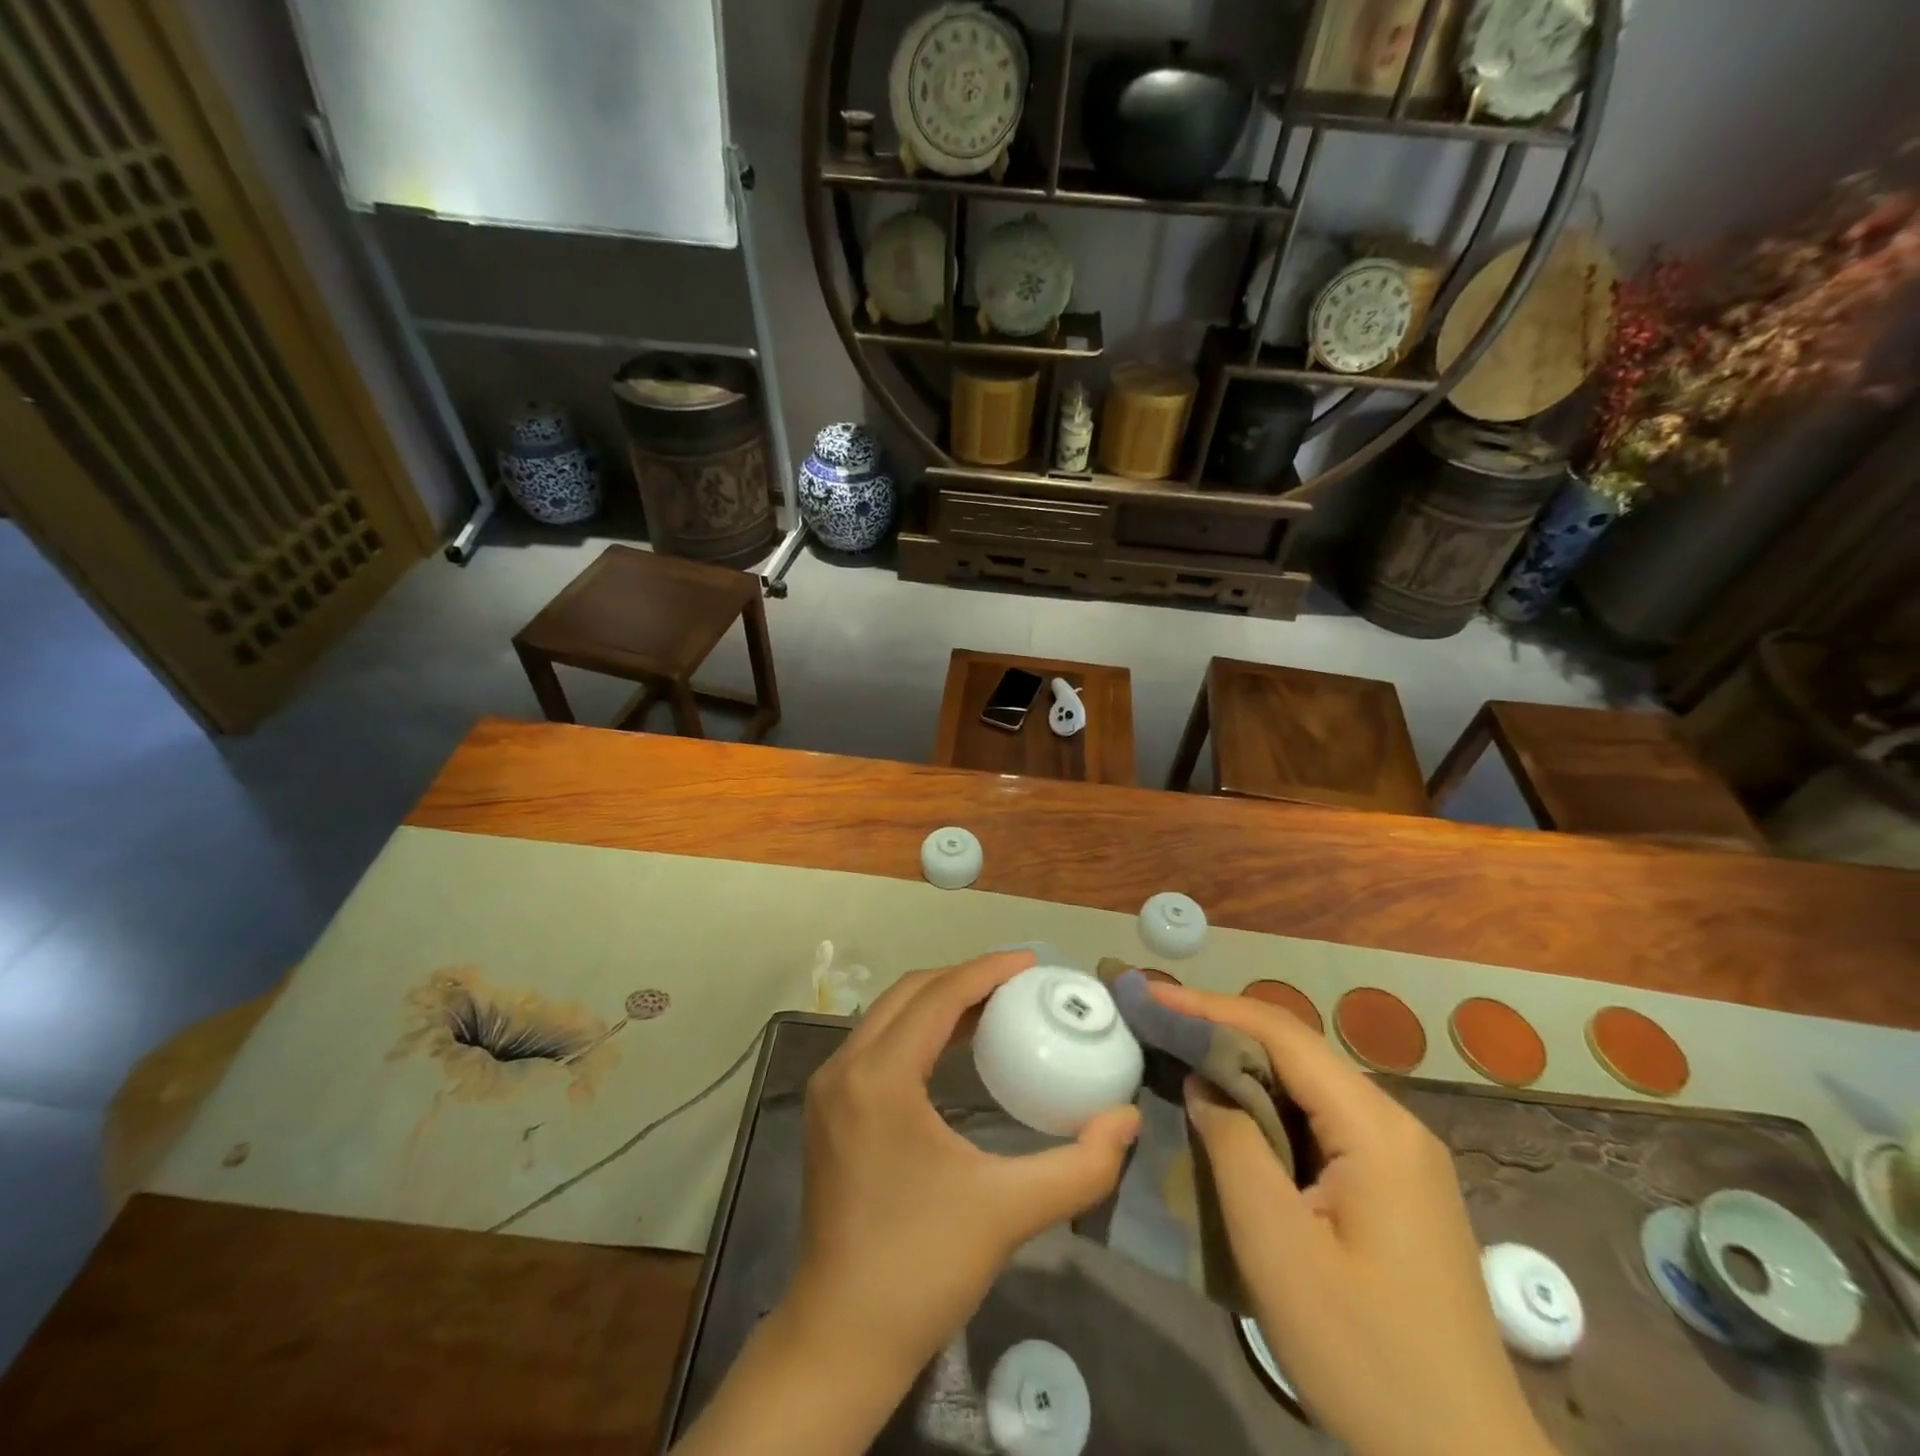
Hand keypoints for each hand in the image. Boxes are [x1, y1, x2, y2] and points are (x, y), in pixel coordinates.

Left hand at [789, 951, 1140, 1372]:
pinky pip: (877, 1042)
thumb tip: (1127, 1120)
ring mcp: (829, 1087)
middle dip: (965, 978)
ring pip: (888, 1014)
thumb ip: (1080, 1166)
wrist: (841, 1337)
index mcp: (880, 1077)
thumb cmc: (923, 1267)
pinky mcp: (827, 1108)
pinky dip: (917, 1028)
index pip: (938, 996)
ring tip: (995, 1006)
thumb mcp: (1009, 1212)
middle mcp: (845, 1067)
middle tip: (1019, 982)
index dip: (987, 970)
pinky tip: (955, 1046)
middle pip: (910, 993)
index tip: (1032, 961)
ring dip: (939, 1000)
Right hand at [1153, 983, 1553, 1455]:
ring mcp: (1400, 1157)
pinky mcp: (1392, 1188)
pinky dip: (1266, 1104)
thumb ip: (1233, 1144)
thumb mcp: (1277, 1247)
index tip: (1150, 994)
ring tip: (1180, 1054)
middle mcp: (1395, 1126)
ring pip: (1307, 1085)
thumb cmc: (1365, 1356)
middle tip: (1156, 1021)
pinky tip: (1231, 1113)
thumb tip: (1202, 1081)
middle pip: (1296, 1052)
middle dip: (1222, 1028)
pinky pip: (1319, 1121)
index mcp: (1376, 1129)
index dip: (1209, 1007)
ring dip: (1242, 1066)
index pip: (1282, 1035)